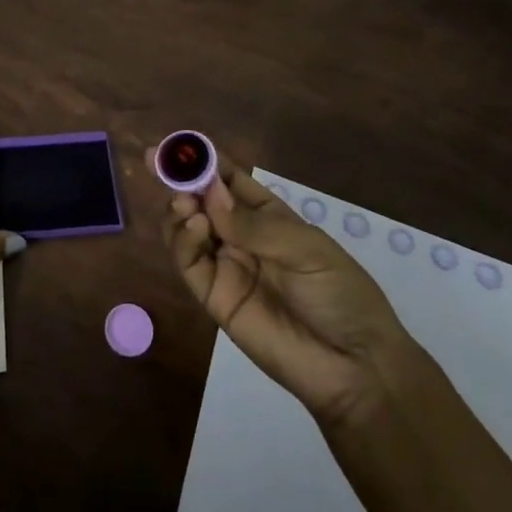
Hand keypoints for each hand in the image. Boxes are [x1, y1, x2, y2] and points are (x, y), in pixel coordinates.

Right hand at [158, 154, 411, 429]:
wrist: (353, 366)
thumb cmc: (340, 295)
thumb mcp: (306, 249)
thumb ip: (253, 224)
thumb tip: (209, 195)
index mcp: (269, 217)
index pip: (229, 180)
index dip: (205, 161)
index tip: (180, 144)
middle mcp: (241, 237)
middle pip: (201, 201)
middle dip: (180, 179)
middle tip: (157, 160)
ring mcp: (225, 266)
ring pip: (187, 228)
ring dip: (180, 208)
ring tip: (184, 202)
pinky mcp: (213, 297)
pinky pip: (189, 263)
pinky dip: (183, 240)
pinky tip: (194, 225)